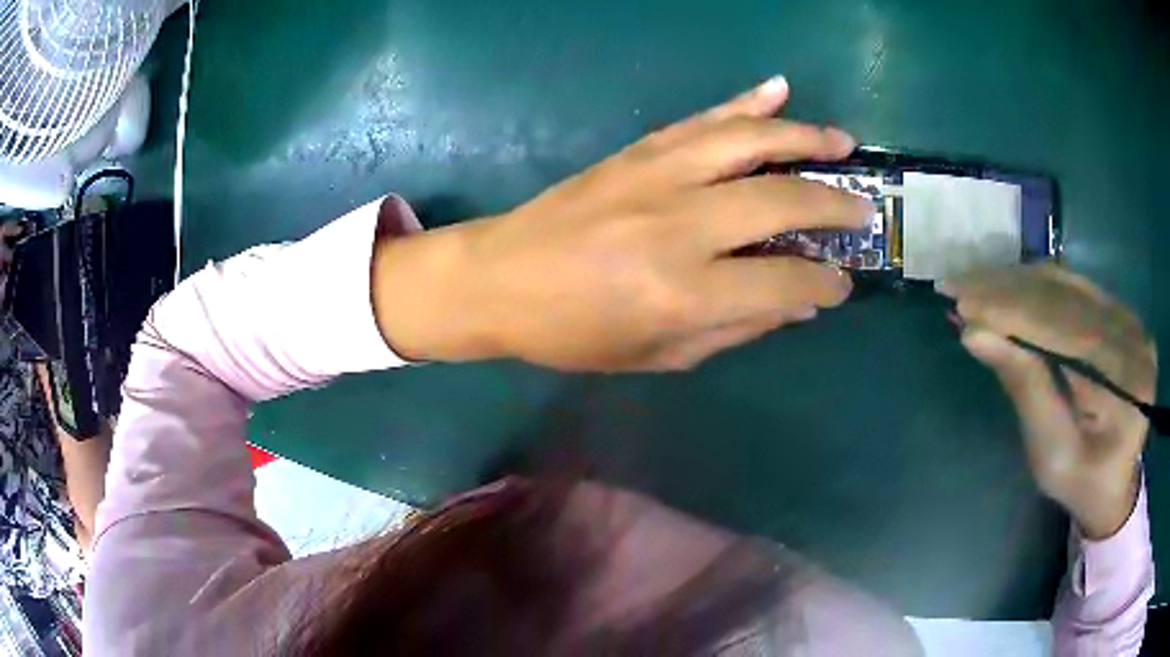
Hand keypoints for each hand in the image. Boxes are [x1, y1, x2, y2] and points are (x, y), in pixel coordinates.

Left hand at [375, 77, 870, 370]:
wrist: (499, 279)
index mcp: (684, 292)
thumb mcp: (658, 354)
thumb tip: (797, 305)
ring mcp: (658, 176)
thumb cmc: (574, 332)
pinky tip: (777, 90)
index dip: (824, 284)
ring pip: (750, 142)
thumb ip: (734, 329)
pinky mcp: (637, 152)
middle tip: (864, 211)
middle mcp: (680, 225)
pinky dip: (744, 102)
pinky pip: (702, 120)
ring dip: (804, 137)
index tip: (843, 284)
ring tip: (842, 142)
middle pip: (782, 200)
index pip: (784, 281)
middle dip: (835, 205)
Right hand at [941, 265, 1156, 538]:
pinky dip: (1038, 287)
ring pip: (1068, 285)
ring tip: (975, 284)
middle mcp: (1133, 335)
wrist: (1114, 483)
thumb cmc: (1081, 483)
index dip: (1012, 311)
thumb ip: (1025, 390)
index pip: (1065, 328)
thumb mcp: (1051, 453)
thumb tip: (975, 334)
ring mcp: (1129, 318)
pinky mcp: (1120, 313)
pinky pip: (1076, 290)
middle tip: (957, 286)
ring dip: (1018, 282)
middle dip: (1008, 290)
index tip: (961, 303)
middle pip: (1066, 297)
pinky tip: (1009, 289)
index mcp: (1126, 381)